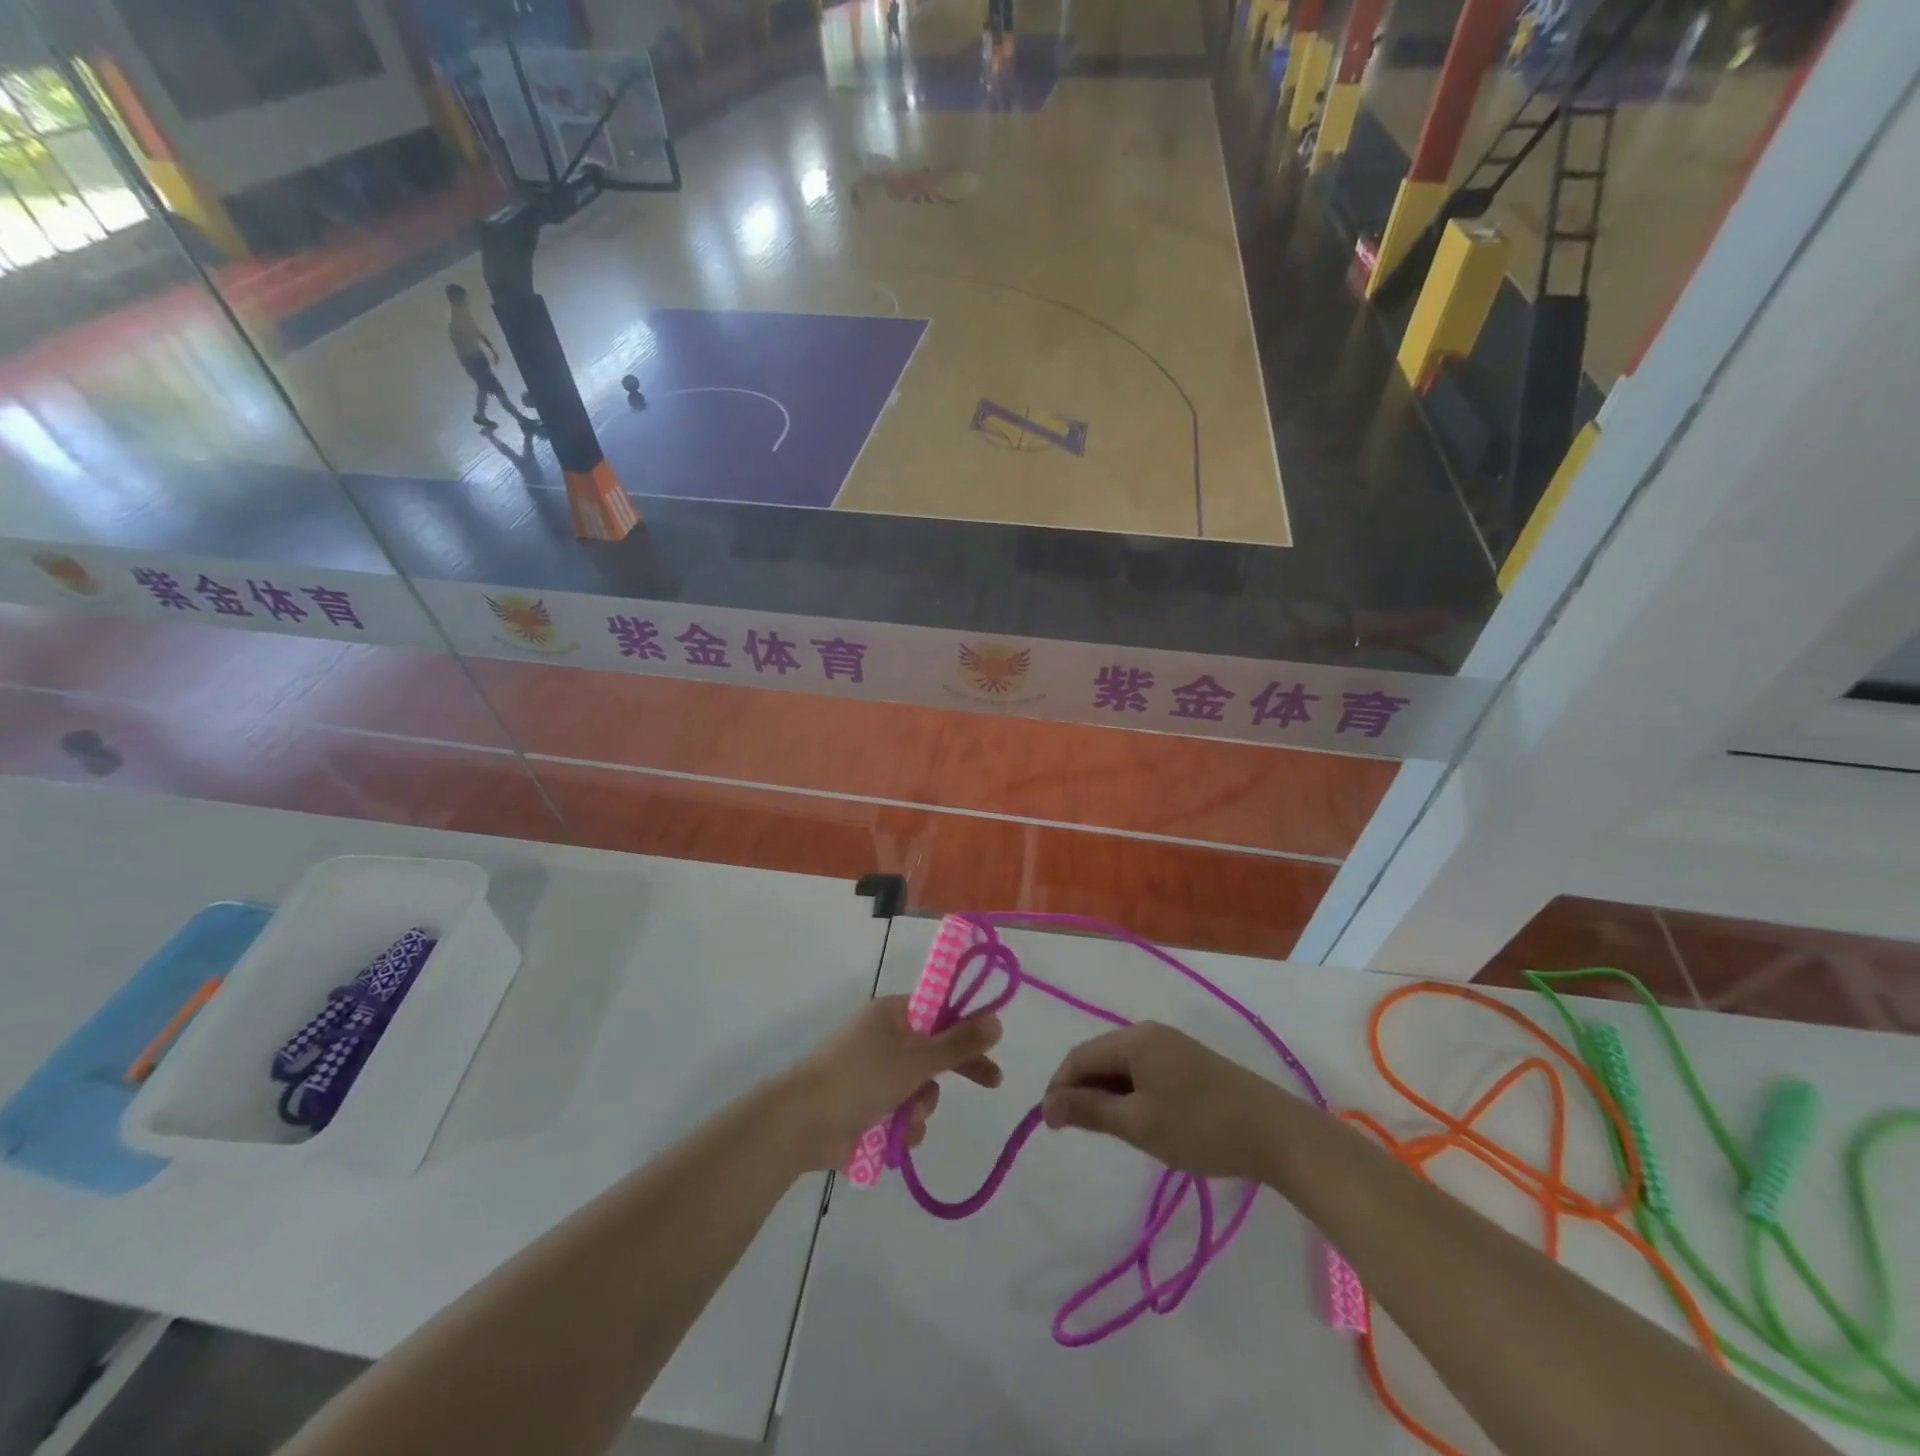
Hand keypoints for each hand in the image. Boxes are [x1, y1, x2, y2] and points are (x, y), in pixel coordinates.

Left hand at [784, 997, 1002, 1170]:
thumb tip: (996, 1019)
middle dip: (955, 1071)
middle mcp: (884, 1040)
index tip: (992, 1044)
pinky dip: (902, 1128)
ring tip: (905, 1117)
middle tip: (992, 1082)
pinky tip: (893, 1137)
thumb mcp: (917, 1058)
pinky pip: (902, 1116)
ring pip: (921, 1090)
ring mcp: (874, 1075)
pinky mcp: (867, 1109)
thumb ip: (959, 1042)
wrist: (802, 1123)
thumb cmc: (861, 1078)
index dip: (967, 1027)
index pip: (940, 1012)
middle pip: (934, 1052)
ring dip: (920, 1107)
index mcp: (892, 1015)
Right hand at [1041, 1023, 1294, 1181]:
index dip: (1059, 1087)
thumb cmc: (1200, 1127)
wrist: (1276, 1134)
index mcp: (1134, 1038)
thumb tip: (1046, 1106)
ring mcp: (1172, 1046)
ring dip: (1106, 1095)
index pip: (1079, 1056)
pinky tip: (1138, 1121)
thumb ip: (1089, 1111)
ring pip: (1122, 1067)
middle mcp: (1149, 1033)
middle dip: (1082, 1091)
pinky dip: (1130, 1094)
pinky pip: (1143, 1072)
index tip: (1050, 1125)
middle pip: (1099, 1057)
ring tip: (1106, 1131)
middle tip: (1074, 1132)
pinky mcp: (1188, 1063)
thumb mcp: (1138, 1124)